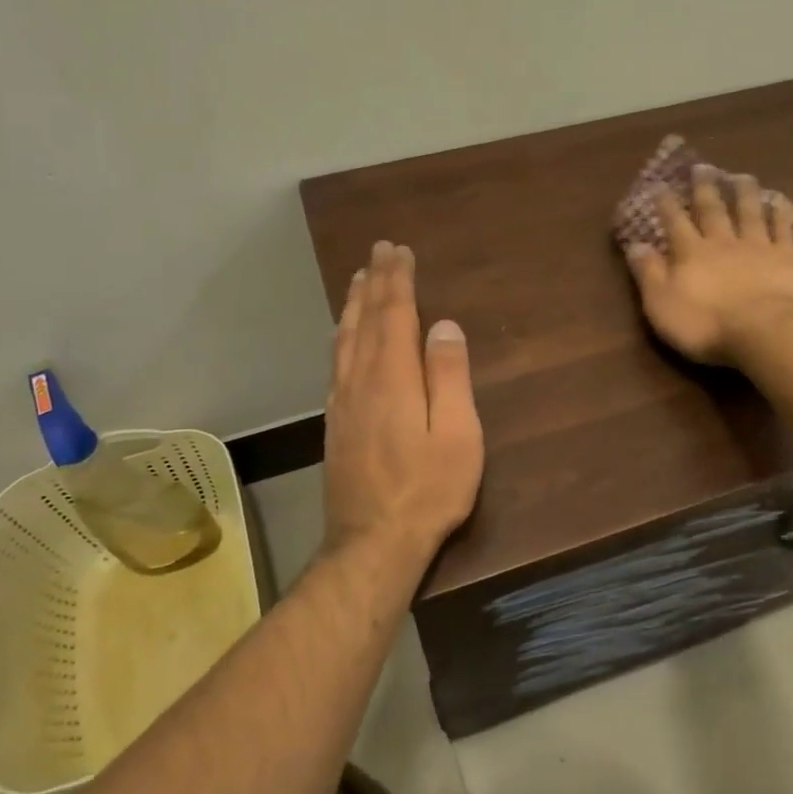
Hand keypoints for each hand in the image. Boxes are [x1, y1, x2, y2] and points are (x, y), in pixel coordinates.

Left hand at [323, 240, 483, 569]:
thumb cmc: (428, 489)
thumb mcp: (457, 434)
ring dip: (354, 305)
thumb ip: (449, 376)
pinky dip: (342, 336)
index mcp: (394, 377)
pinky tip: (343, 336)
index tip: (399, 251)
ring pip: (346, 339)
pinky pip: (336, 363)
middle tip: (379, 251)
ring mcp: (343, 402)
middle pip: (367, 320)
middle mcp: (361, 380)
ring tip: (358, 279)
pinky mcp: (336, 423)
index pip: (395, 315)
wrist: (373, 542)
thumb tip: (443, 325)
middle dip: (375, 282)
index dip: (398, 281)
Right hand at [624, 165, 792, 365]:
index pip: (675, 222)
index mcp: (691, 253)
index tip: (660, 185)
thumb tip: (635, 245)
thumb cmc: (706, 324)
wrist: (764, 331)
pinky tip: (784, 203)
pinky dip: (784, 215)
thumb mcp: (662, 304)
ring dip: (745, 194)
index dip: (666, 204)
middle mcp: (723, 242)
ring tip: (742, 176)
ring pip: (750, 213)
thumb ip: (649, 273)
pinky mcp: (789, 258)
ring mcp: (759, 247)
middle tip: (703, 167)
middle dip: (705, 189)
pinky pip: (785, 231)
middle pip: (713, 210)